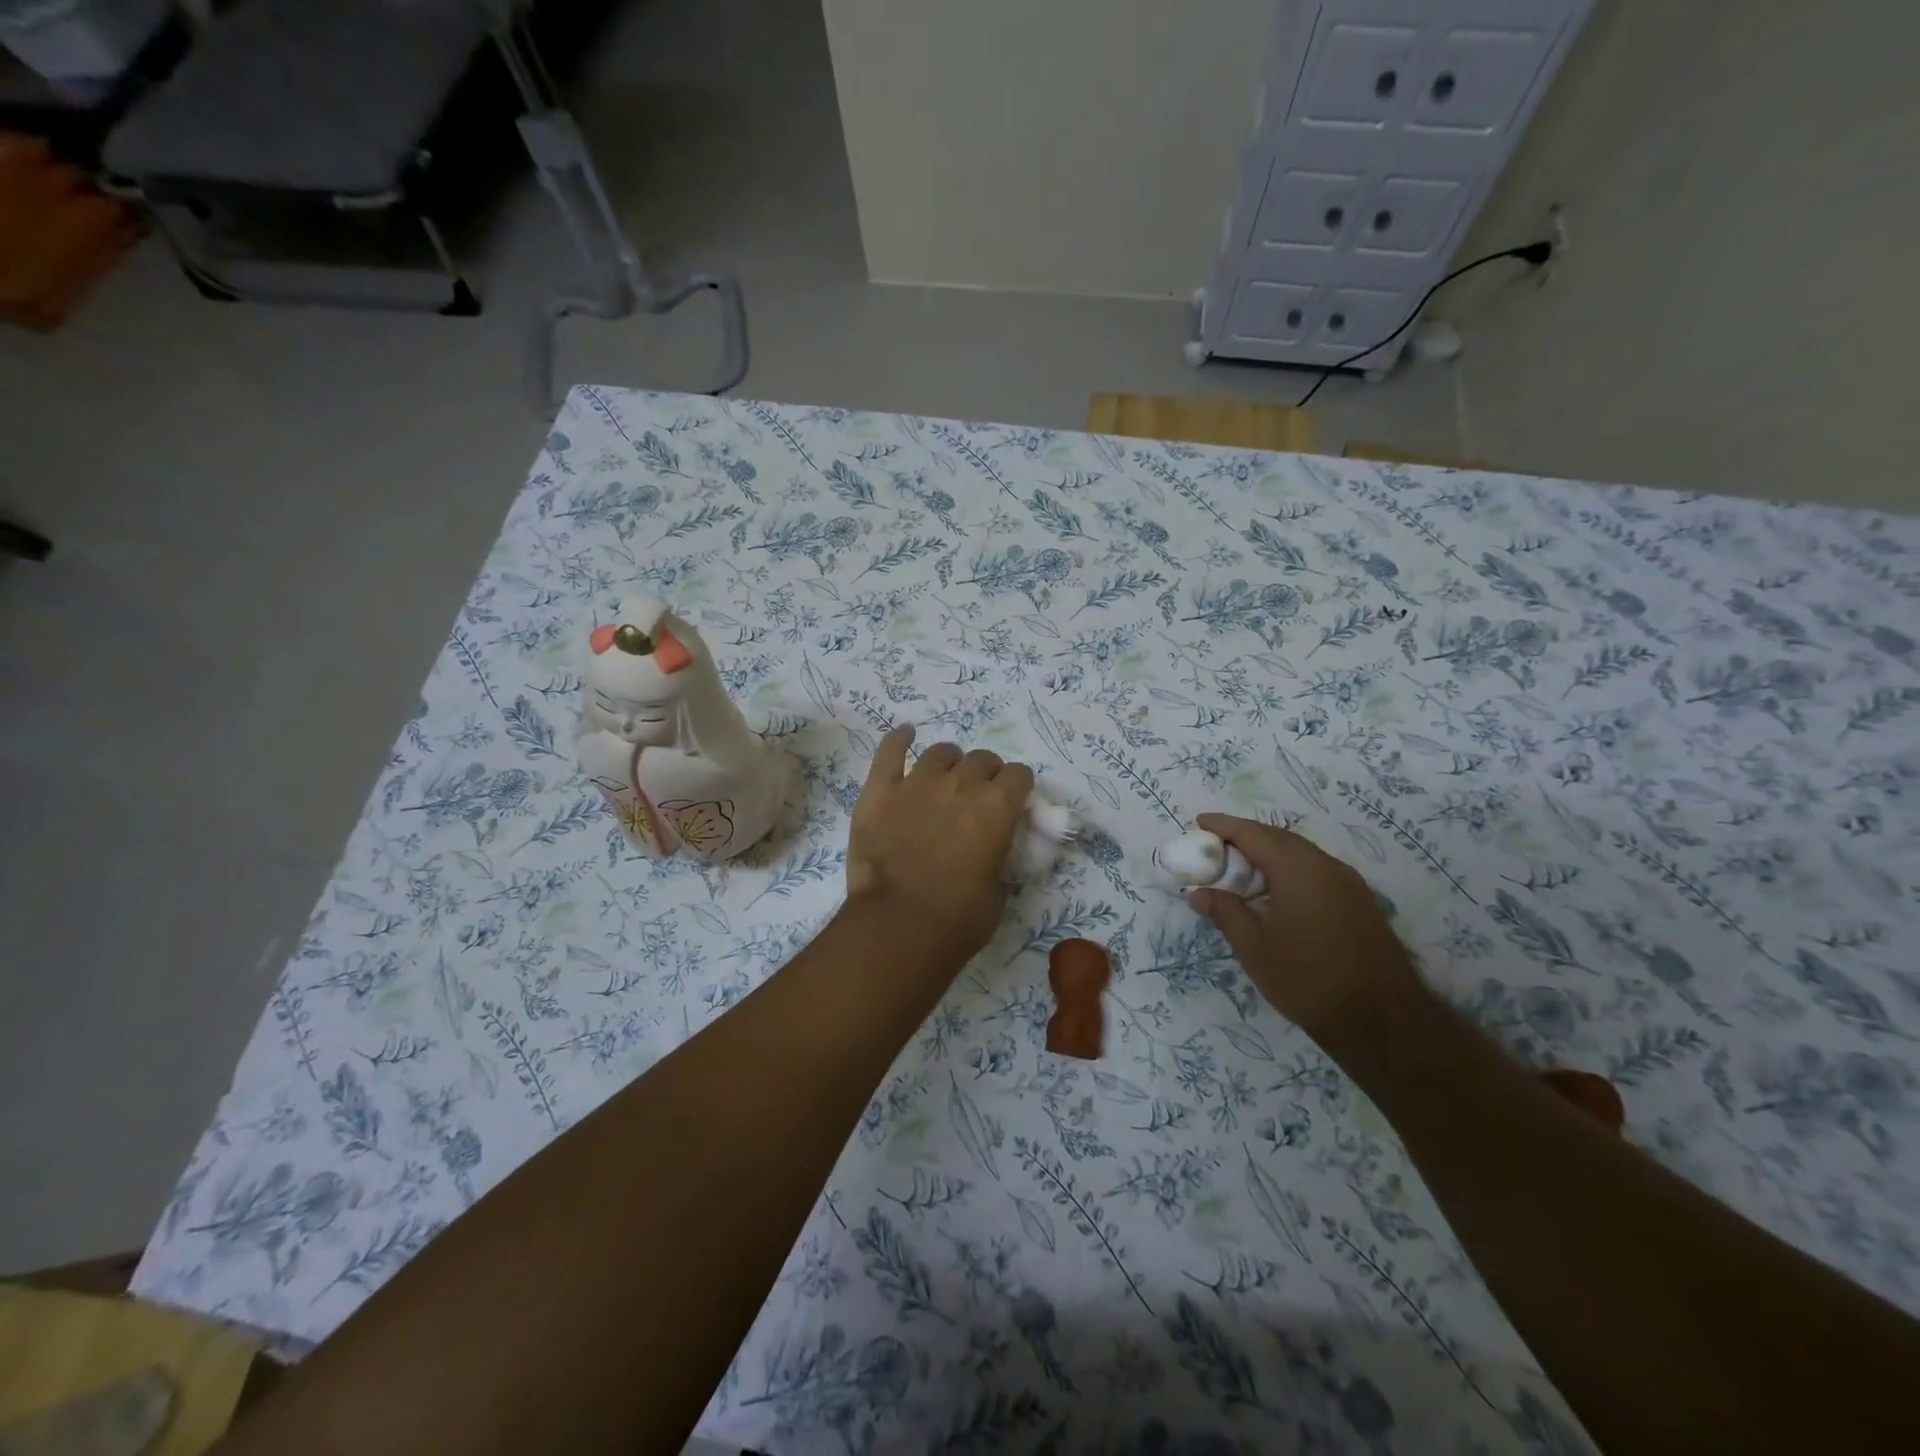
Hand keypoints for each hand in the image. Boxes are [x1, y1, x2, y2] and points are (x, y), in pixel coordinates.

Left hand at [845, 725, 1033, 959]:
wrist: (899, 926)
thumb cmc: (958, 918)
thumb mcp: (999, 889)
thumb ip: (999, 855)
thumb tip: (991, 847)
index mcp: (999, 807)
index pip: (1019, 774)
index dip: (1016, 787)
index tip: (1010, 802)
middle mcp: (962, 784)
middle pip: (982, 758)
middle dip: (985, 774)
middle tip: (975, 797)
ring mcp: (918, 782)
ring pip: (941, 752)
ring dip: (949, 763)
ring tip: (943, 779)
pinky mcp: (880, 790)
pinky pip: (890, 751)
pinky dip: (899, 739)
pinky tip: (905, 734)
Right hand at [1186, 814, 1425, 1039]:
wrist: (1382, 1021)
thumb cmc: (1307, 979)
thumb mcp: (1254, 947)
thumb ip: (1225, 912)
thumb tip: (1199, 893)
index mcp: (1298, 868)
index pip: (1253, 833)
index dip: (1223, 825)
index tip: (1198, 822)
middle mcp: (1326, 865)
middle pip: (1279, 838)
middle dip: (1245, 837)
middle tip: (1214, 847)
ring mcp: (1349, 883)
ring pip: (1300, 854)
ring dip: (1268, 854)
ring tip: (1240, 869)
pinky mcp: (1360, 902)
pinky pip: (1316, 871)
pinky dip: (1289, 870)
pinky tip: (1275, 892)